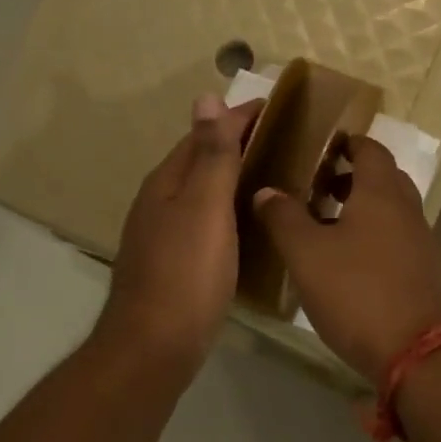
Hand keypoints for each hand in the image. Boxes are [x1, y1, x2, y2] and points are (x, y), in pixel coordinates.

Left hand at [98, 95, 263, 372]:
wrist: (156, 345)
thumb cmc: (186, 273)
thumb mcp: (204, 208)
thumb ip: (211, 156)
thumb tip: (206, 96)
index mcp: (167, 183)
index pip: (204, 135)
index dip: (237, 118)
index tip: (275, 106)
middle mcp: (161, 204)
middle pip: (200, 163)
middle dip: (236, 145)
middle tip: (284, 140)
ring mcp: (165, 237)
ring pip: (203, 195)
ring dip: (234, 180)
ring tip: (275, 177)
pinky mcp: (176, 266)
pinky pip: (207, 224)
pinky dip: (230, 213)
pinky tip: (251, 226)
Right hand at [250, 136, 440, 382]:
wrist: (417, 352)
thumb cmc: (357, 293)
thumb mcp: (307, 255)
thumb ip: (284, 218)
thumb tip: (267, 190)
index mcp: (382, 193)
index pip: (369, 149)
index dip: (345, 143)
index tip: (319, 147)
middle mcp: (407, 210)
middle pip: (382, 179)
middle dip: (350, 177)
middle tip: (315, 186)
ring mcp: (421, 243)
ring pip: (389, 212)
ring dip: (360, 210)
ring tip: (323, 226)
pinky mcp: (424, 274)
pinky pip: (395, 241)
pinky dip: (372, 238)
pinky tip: (346, 263)